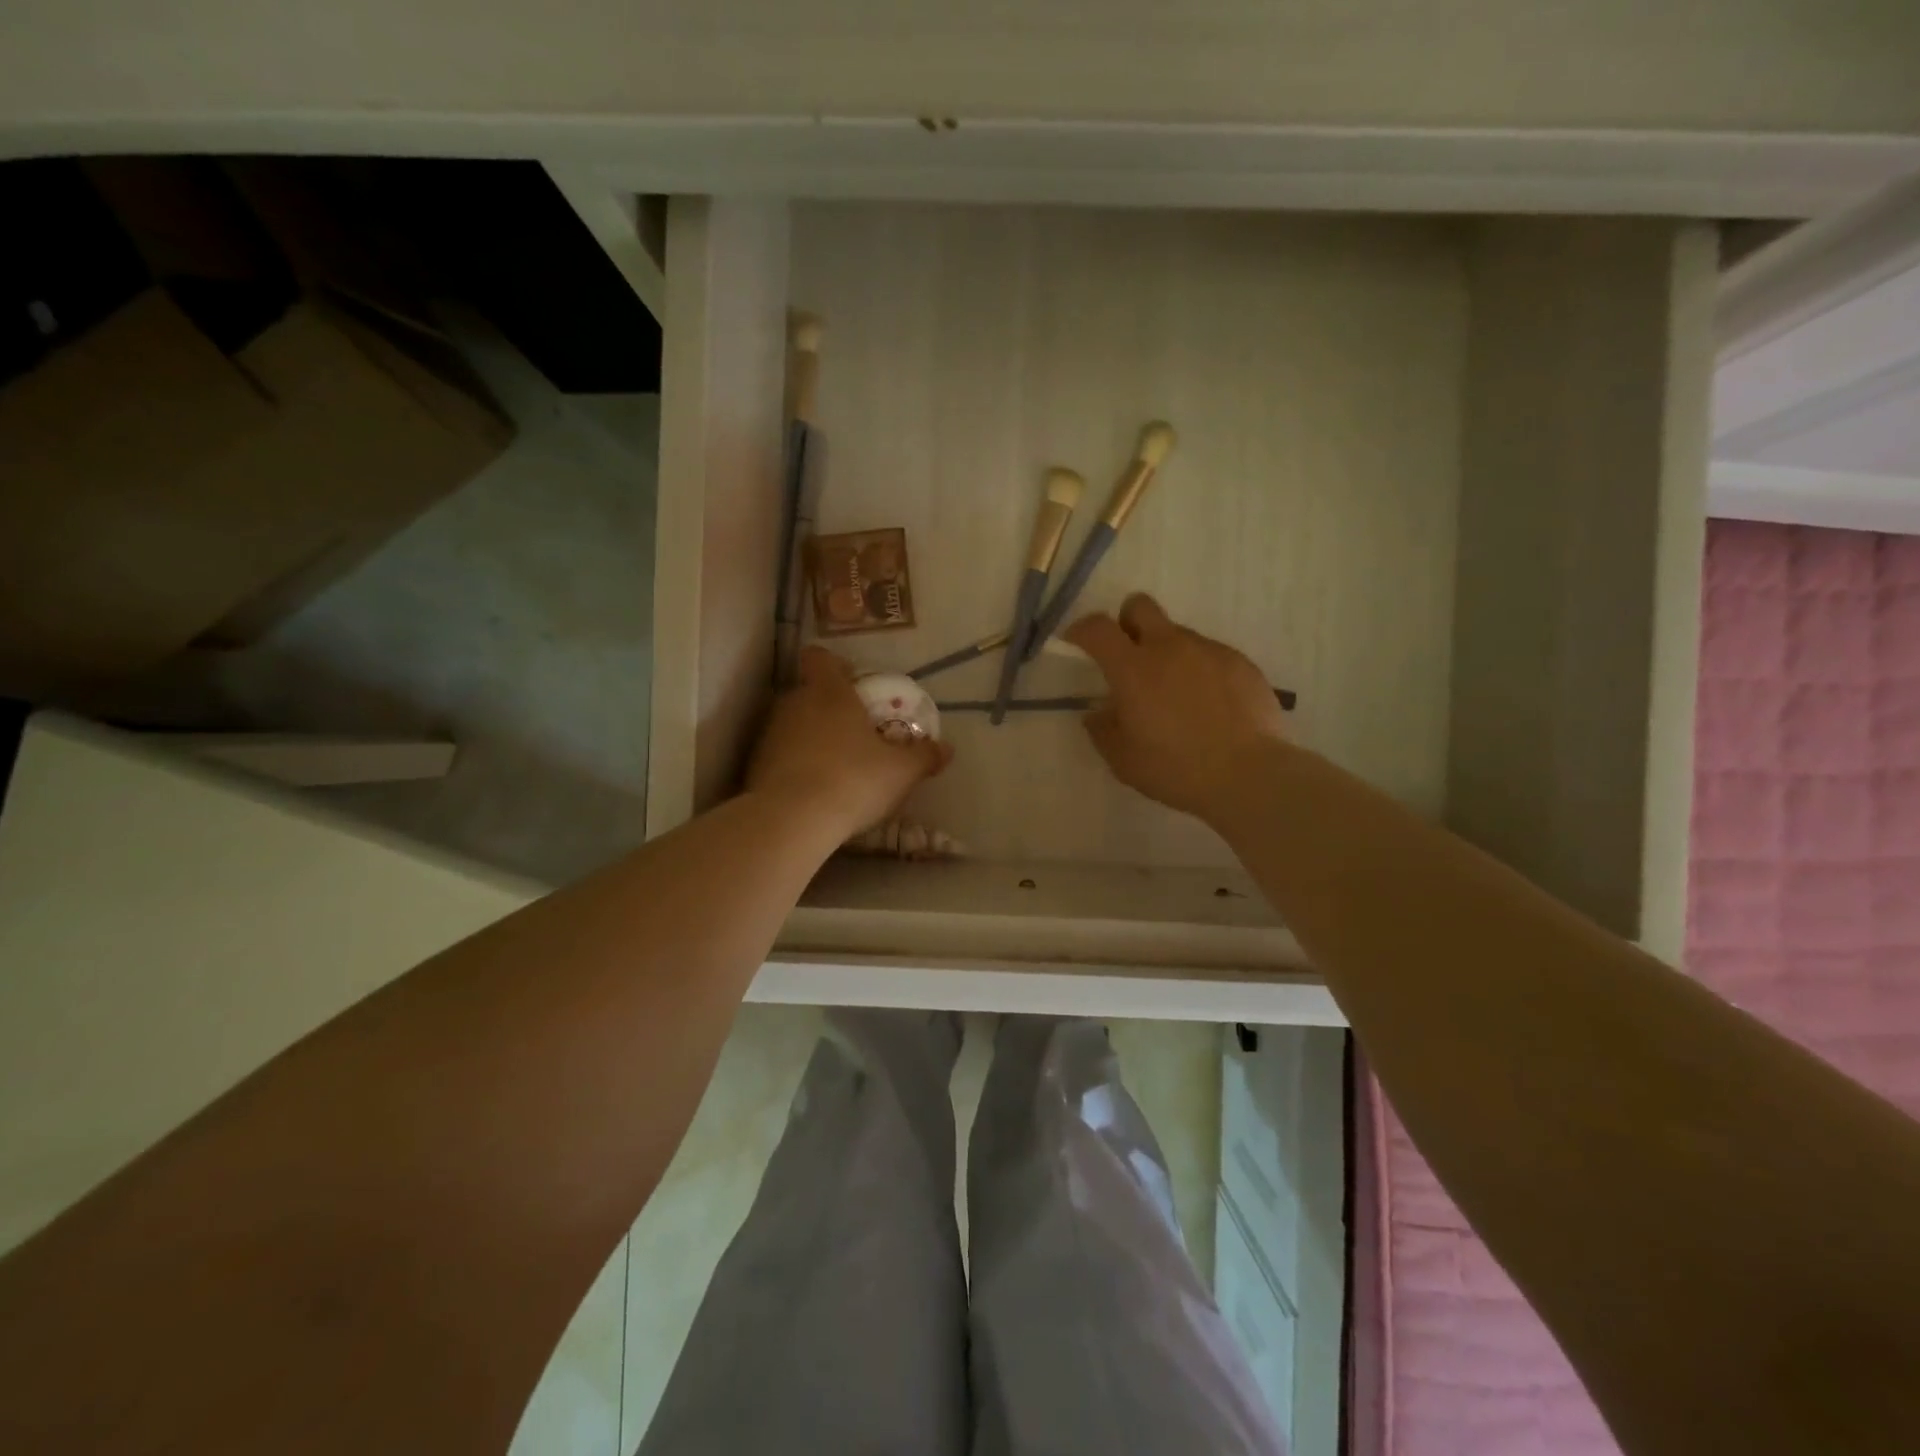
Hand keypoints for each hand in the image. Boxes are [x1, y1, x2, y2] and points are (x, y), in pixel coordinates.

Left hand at [746, 647, 951, 837]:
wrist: (792, 820)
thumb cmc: (853, 780)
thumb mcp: (901, 771)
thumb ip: (924, 756)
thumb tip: (946, 748)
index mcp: (829, 692)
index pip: (820, 657)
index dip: (835, 666)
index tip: (853, 684)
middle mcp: (794, 703)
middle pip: (808, 692)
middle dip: (829, 708)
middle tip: (854, 732)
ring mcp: (770, 734)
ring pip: (792, 725)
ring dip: (810, 738)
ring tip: (834, 766)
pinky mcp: (754, 766)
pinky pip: (779, 756)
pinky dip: (794, 766)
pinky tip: (813, 790)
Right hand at [1065, 593, 1288, 823]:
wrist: (1249, 774)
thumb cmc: (1175, 768)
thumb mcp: (1123, 760)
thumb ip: (1103, 730)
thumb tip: (1098, 713)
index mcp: (1132, 668)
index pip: (1097, 628)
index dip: (1082, 629)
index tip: (1077, 642)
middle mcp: (1169, 647)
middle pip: (1140, 606)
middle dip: (1127, 622)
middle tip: (1129, 656)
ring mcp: (1208, 651)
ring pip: (1177, 634)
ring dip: (1167, 654)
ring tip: (1177, 696)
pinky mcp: (1240, 662)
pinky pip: (1209, 655)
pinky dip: (1200, 671)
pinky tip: (1209, 705)